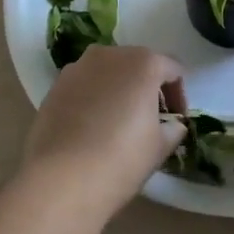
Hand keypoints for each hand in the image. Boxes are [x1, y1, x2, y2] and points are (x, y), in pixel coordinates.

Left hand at [20, 46, 188, 220]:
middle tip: (151, 119)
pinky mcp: (55, 86)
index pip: (172, 69)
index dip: (179, 94)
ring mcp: (77, 67)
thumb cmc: (121, 158)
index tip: (176, 120)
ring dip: (118, 90)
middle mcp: (109, 54)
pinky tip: (92, 128)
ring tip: (119, 122)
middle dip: (147, 88)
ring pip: (107, 72)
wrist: (61, 178)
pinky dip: (93, 98)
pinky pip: (84, 85)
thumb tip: (173, 125)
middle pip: (137, 64)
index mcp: (143, 63)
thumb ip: (172, 129)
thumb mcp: (159, 147)